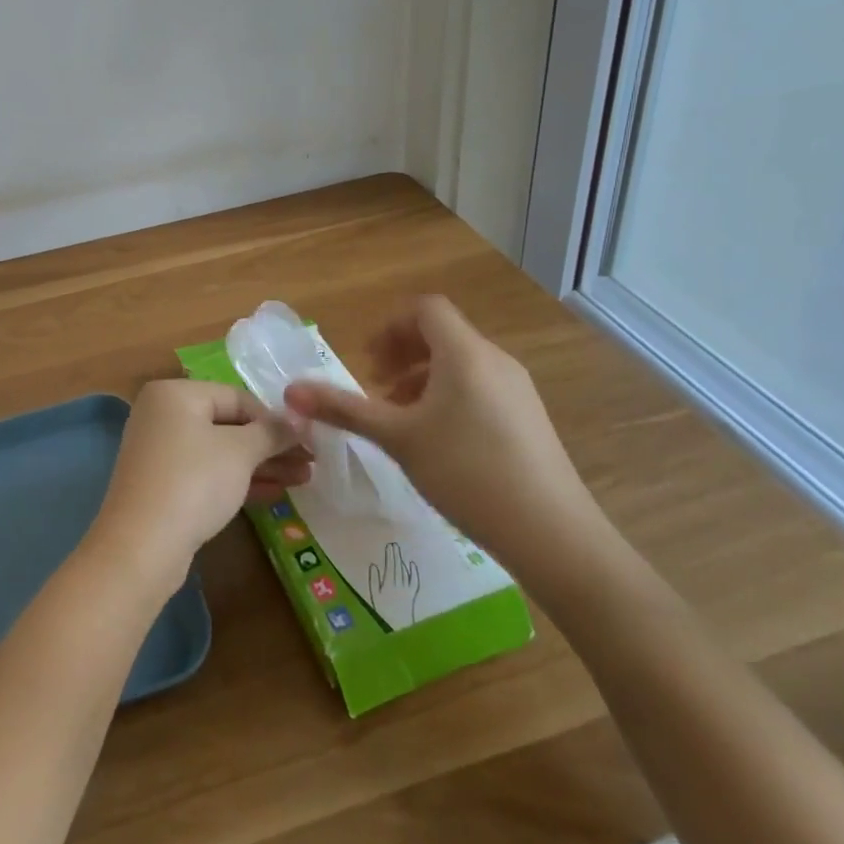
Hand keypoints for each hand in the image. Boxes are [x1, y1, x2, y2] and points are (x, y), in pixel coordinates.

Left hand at [87, 380, 308, 592]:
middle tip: (310, 462)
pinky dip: (237, 480)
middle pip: (228, 424)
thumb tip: (298, 419)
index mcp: (175, 393)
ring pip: (220, 452)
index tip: (308, 439)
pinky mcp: (162, 485)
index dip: (274, 418)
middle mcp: (163, 414)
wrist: (141, 547)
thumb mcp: (239, 452)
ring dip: (260, 465)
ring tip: (303, 479)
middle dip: (270, 445)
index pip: (236, 396)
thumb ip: (271, 432)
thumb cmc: (193, 482)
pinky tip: (274, 494)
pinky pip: (207, 473)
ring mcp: (160, 451)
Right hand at [283, 296, 601, 576]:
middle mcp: (494, 360)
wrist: (553, 534)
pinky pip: (480, 387)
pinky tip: (439, 441)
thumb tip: (290, 391)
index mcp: (464, 353)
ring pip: (461, 363)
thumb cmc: (466, 472)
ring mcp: (517, 389)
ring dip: (423, 378)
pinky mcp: (529, 418)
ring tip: (402, 418)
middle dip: (402, 354)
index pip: (425, 310)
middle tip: (377, 388)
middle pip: (442, 334)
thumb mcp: (397, 438)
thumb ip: (344, 409)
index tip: (368, 361)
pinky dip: (450, 396)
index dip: (391, 327)